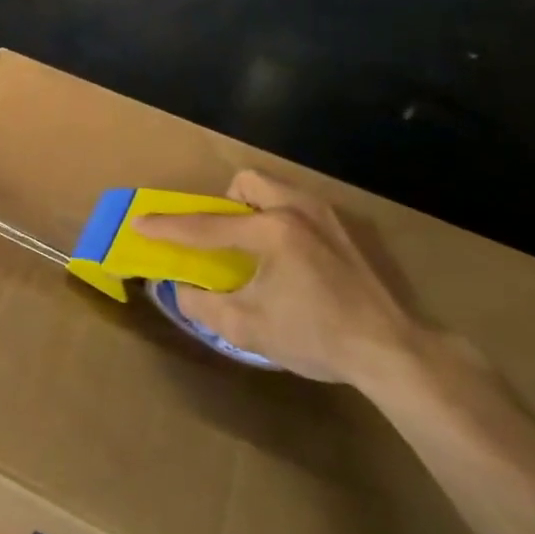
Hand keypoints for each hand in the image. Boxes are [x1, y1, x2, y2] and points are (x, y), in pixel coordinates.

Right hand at [133, 171, 423, 385]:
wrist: (394, 350)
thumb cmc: (317, 337)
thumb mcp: (248, 328)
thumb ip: (203, 305)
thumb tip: (179, 289)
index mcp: (270, 231)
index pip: (206, 226)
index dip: (168, 228)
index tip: (140, 223)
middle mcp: (297, 209)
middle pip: (247, 182)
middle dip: (225, 203)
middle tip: (225, 240)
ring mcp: (327, 215)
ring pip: (276, 189)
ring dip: (255, 209)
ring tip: (257, 250)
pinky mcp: (347, 229)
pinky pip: (299, 207)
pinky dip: (282, 222)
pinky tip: (294, 262)